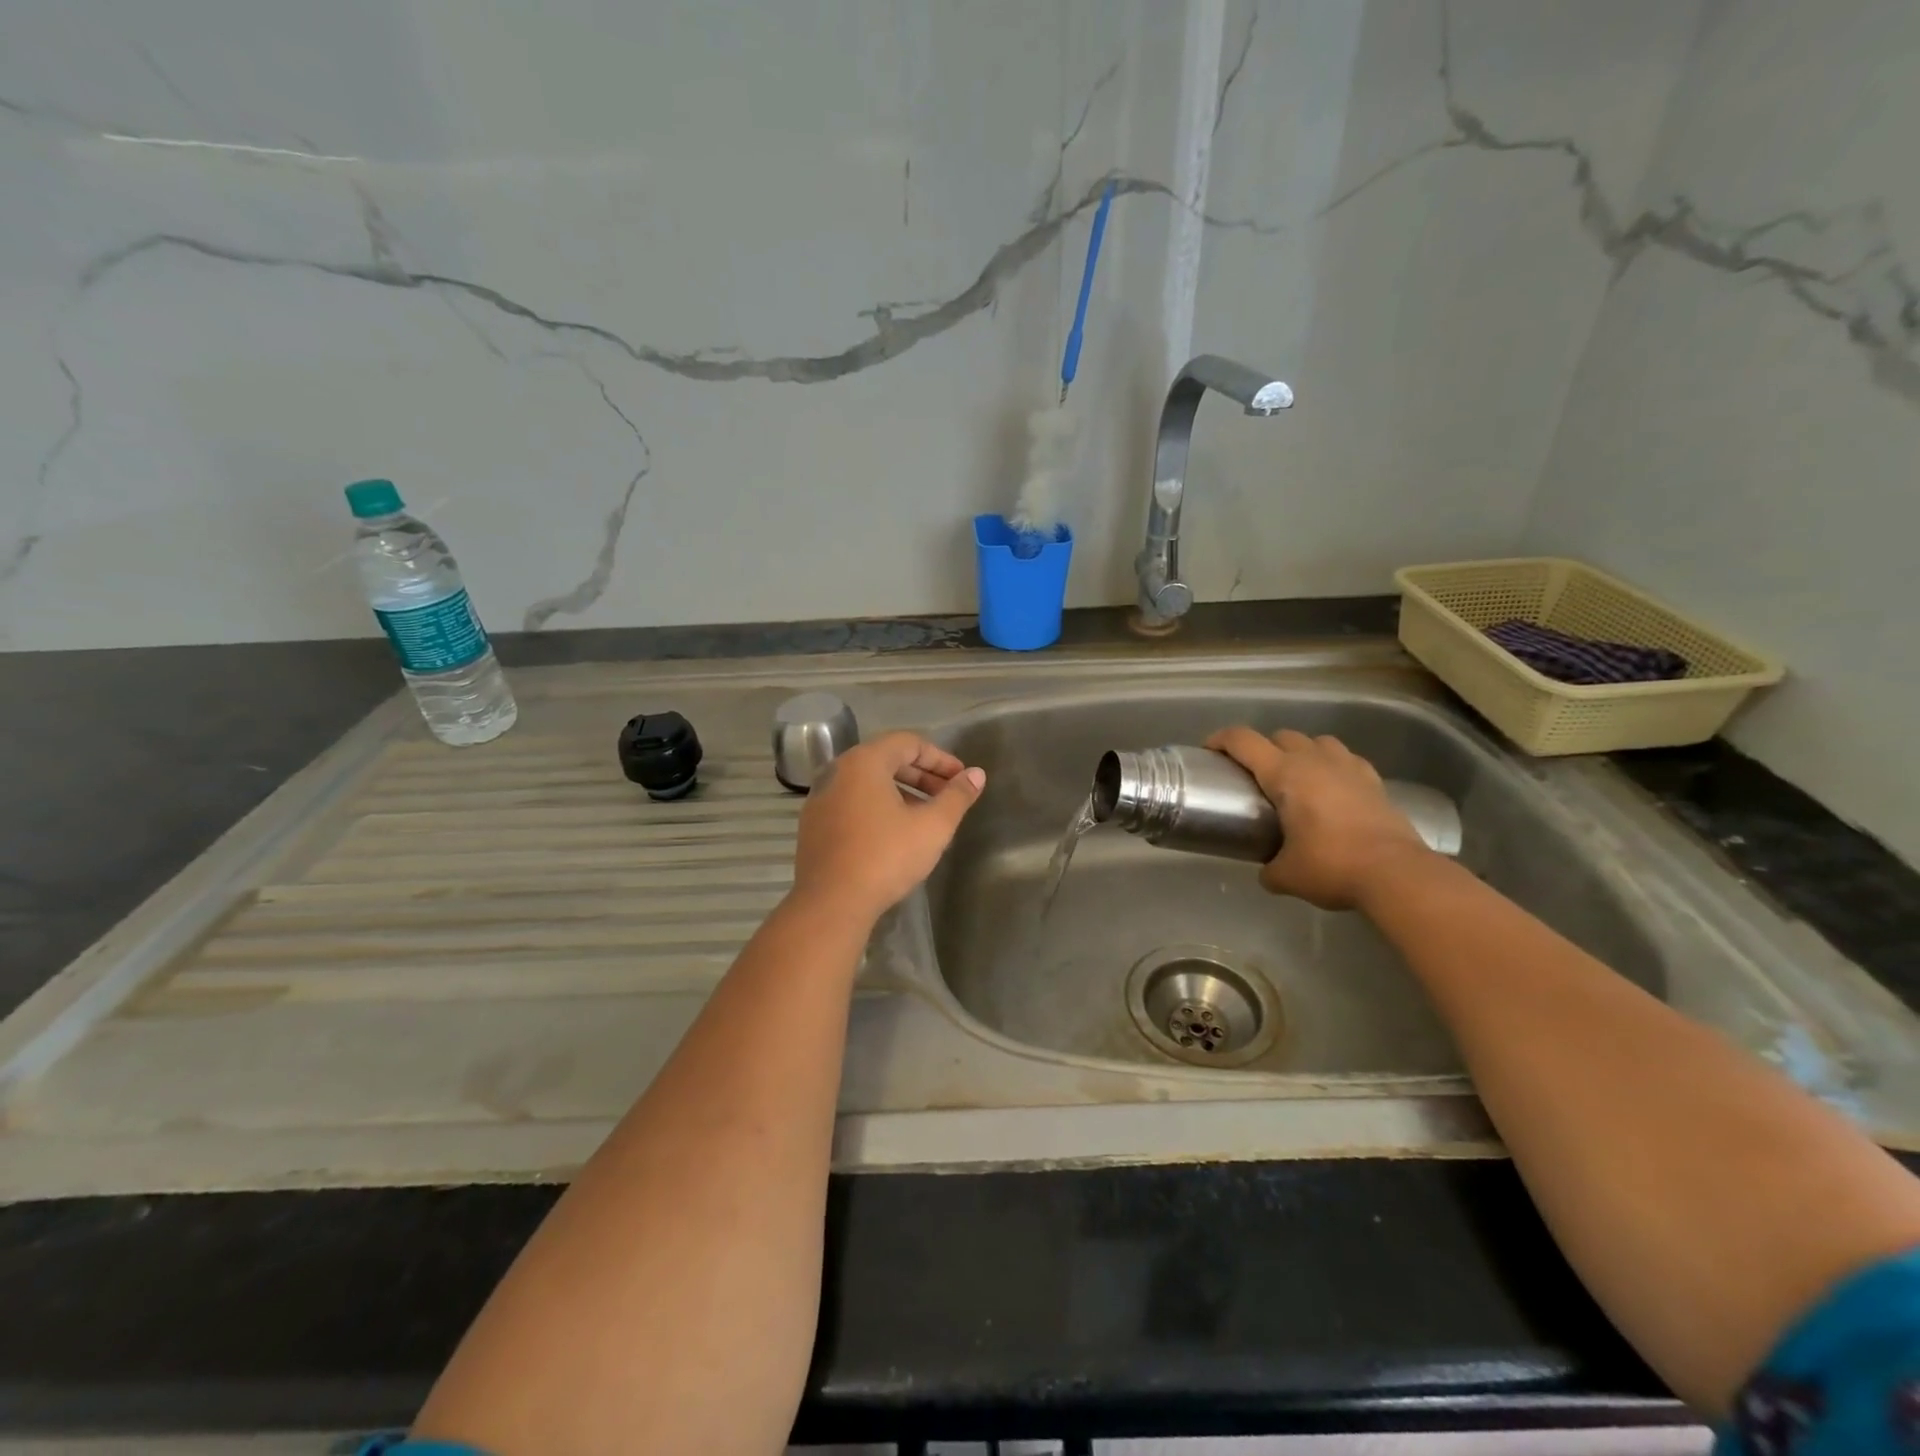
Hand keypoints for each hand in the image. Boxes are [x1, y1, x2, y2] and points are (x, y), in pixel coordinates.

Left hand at [790, 732, 985, 922]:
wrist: (831, 903)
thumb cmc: (886, 857)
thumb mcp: (932, 826)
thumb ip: (957, 796)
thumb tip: (976, 775)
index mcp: (864, 762)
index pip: (908, 743)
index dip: (940, 758)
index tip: (961, 779)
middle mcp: (837, 771)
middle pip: (886, 760)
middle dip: (922, 775)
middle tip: (948, 796)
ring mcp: (820, 798)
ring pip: (868, 783)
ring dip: (901, 792)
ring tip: (925, 816)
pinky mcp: (813, 824)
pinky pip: (852, 803)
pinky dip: (877, 807)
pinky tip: (894, 834)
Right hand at [1206, 727, 1431, 910]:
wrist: (1396, 873)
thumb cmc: (1332, 866)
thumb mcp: (1286, 875)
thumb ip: (1269, 868)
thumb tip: (1268, 871)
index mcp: (1284, 774)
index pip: (1244, 741)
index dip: (1221, 740)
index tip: (1209, 751)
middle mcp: (1314, 760)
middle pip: (1281, 736)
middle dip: (1263, 748)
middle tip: (1255, 775)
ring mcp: (1348, 767)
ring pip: (1317, 741)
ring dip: (1301, 751)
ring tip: (1296, 777)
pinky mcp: (1375, 781)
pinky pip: (1346, 760)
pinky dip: (1333, 766)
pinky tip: (1333, 788)